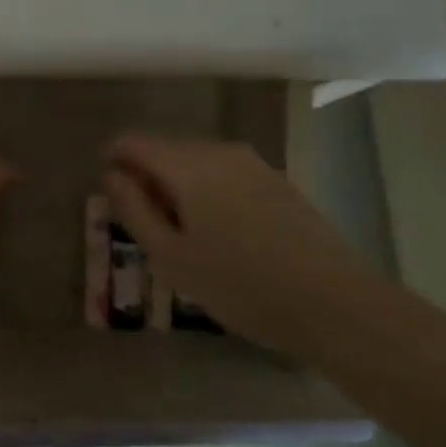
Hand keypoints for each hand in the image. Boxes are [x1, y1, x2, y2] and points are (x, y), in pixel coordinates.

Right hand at [101, 134, 384, 357]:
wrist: (334, 303)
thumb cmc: (240, 285)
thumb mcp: (172, 257)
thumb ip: (135, 210)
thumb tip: (112, 175)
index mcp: (188, 165)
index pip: (134, 143)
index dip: (114, 161)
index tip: (111, 194)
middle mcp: (219, 151)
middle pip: (167, 149)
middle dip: (148, 177)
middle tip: (146, 225)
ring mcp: (253, 164)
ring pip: (198, 162)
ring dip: (179, 185)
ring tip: (182, 233)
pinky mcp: (277, 181)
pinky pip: (225, 173)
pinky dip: (209, 191)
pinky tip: (220, 232)